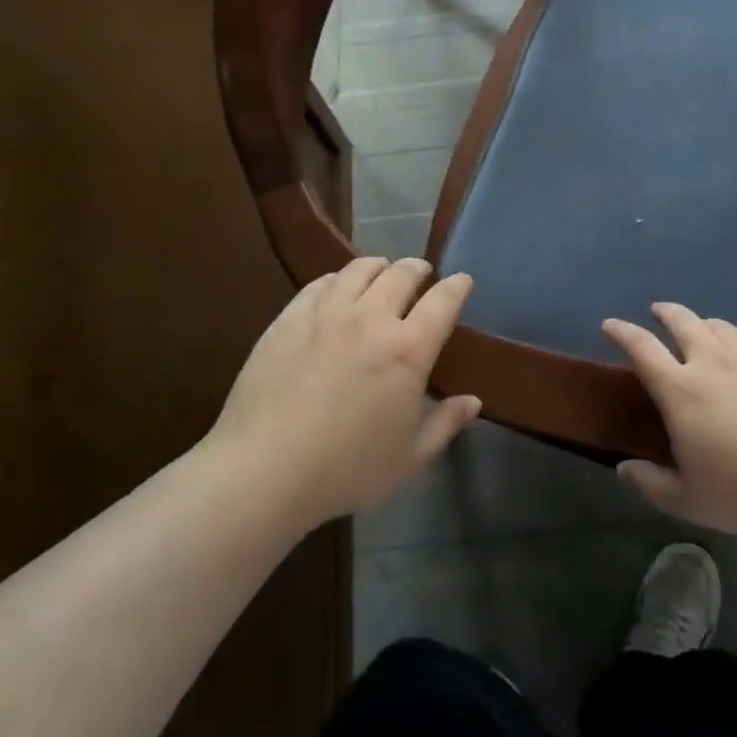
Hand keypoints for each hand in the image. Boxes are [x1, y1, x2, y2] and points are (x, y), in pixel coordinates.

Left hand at [211, 257, 480, 527]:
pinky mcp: (290, 317)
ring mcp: (327, 313)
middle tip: (421, 274)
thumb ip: (445, 425)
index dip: (457, 286)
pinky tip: (337, 289)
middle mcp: (371, 319)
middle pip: (402, 274)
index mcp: (408, 351)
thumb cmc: (346, 470)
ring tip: (381, 272)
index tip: (462, 280)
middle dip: (418, 269)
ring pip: (360, 269)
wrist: (263, 469)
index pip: (443, 301)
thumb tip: (473, 401)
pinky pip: (321, 283)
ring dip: (379, 267)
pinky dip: (338, 279)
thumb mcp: (409, 460)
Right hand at [603, 303, 736, 546]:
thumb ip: (650, 483)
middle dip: (664, 312)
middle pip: (681, 321)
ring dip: (703, 324)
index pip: (641, 347)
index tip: (610, 325)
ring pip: (719, 325)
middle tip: (657, 313)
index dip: (622, 332)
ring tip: (701, 332)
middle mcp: (711, 362)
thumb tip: (624, 468)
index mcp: (680, 390)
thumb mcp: (687, 501)